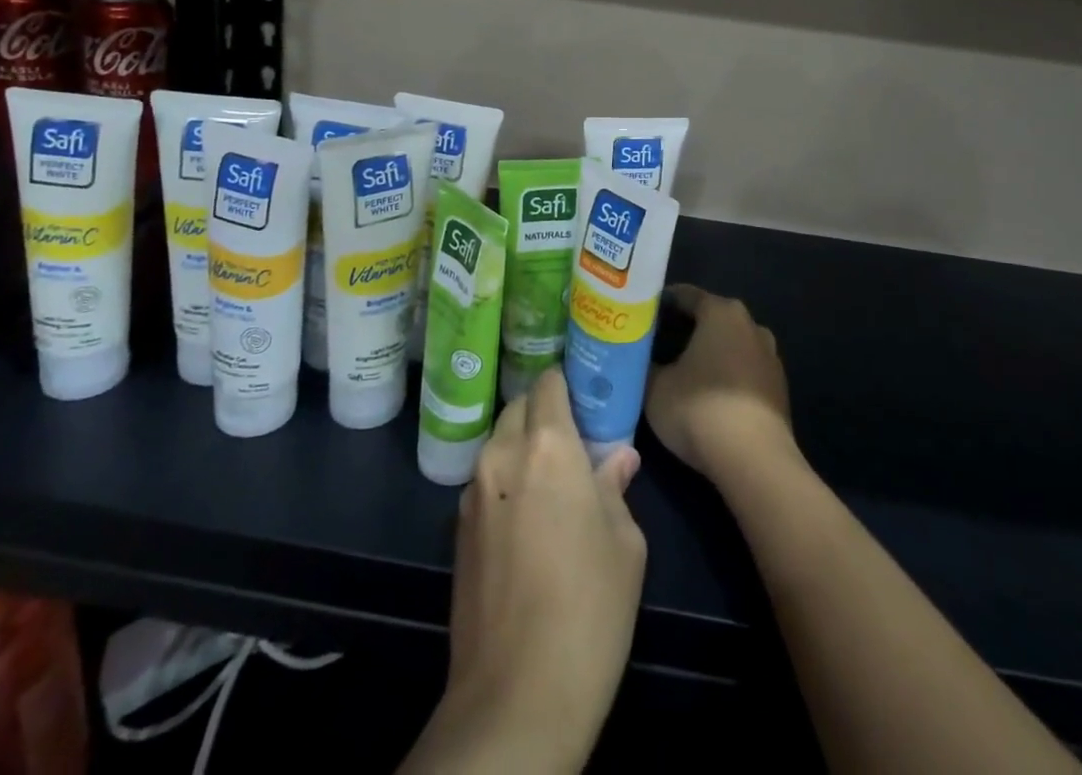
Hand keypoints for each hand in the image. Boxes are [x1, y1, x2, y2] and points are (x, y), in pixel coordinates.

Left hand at [408, 369, 645, 773]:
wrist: (515, 697)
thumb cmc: (588, 609)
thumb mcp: (625, 544)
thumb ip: (615, 488)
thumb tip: (618, 459)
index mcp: (547, 446)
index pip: (548, 384)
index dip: (567, 384)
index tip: (586, 397)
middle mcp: (501, 455)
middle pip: (519, 408)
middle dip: (544, 414)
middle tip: (574, 442)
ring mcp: (473, 493)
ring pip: (499, 444)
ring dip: (522, 449)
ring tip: (552, 483)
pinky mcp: (457, 530)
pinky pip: (486, 482)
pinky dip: (506, 482)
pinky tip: (527, 520)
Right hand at [644, 284, 794, 482]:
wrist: (755, 461)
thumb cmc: (699, 409)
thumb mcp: (655, 387)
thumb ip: (646, 365)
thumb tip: (640, 358)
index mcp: (721, 312)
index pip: (685, 295)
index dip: (660, 303)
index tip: (640, 316)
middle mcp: (751, 325)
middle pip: (711, 318)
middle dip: (684, 328)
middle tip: (655, 343)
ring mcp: (770, 357)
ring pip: (730, 345)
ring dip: (709, 353)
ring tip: (681, 370)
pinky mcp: (779, 389)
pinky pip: (744, 372)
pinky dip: (726, 377)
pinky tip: (708, 396)